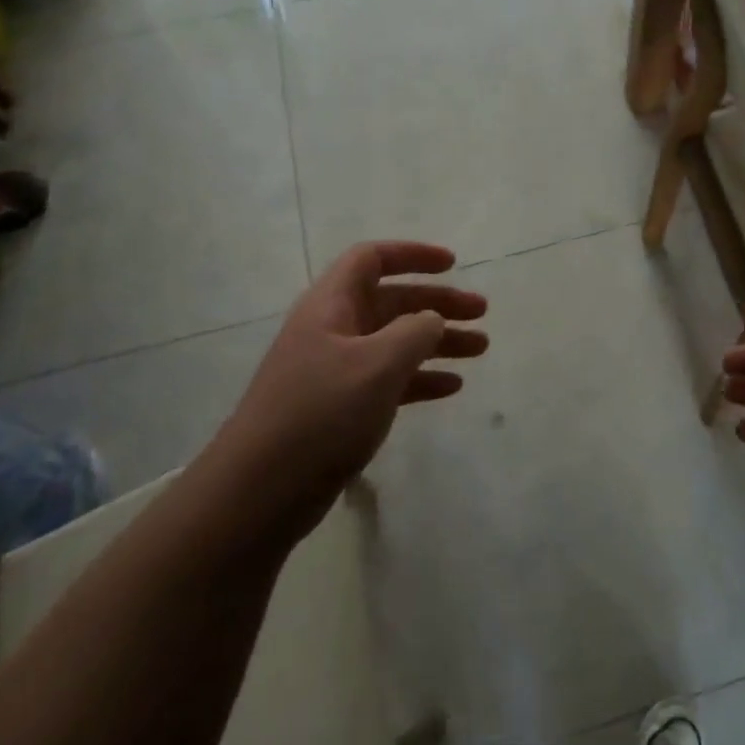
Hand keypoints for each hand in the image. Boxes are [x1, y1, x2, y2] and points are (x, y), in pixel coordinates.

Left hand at [219, 241, 486, 544]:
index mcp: (332, 305)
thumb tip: (432, 318)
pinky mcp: (341, 406)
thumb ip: (414, 332)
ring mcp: (336, 369)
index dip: (413, 255)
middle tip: (482, 313)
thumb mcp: (377, 364)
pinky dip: (420, 377)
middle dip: (438, 303)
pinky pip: (389, 379)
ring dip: (437, 341)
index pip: (372, 259)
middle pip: (392, 301)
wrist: (262, 489)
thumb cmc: (321, 413)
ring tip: (480, 349)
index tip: (453, 265)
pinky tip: (452, 387)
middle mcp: (333, 329)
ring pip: (395, 341)